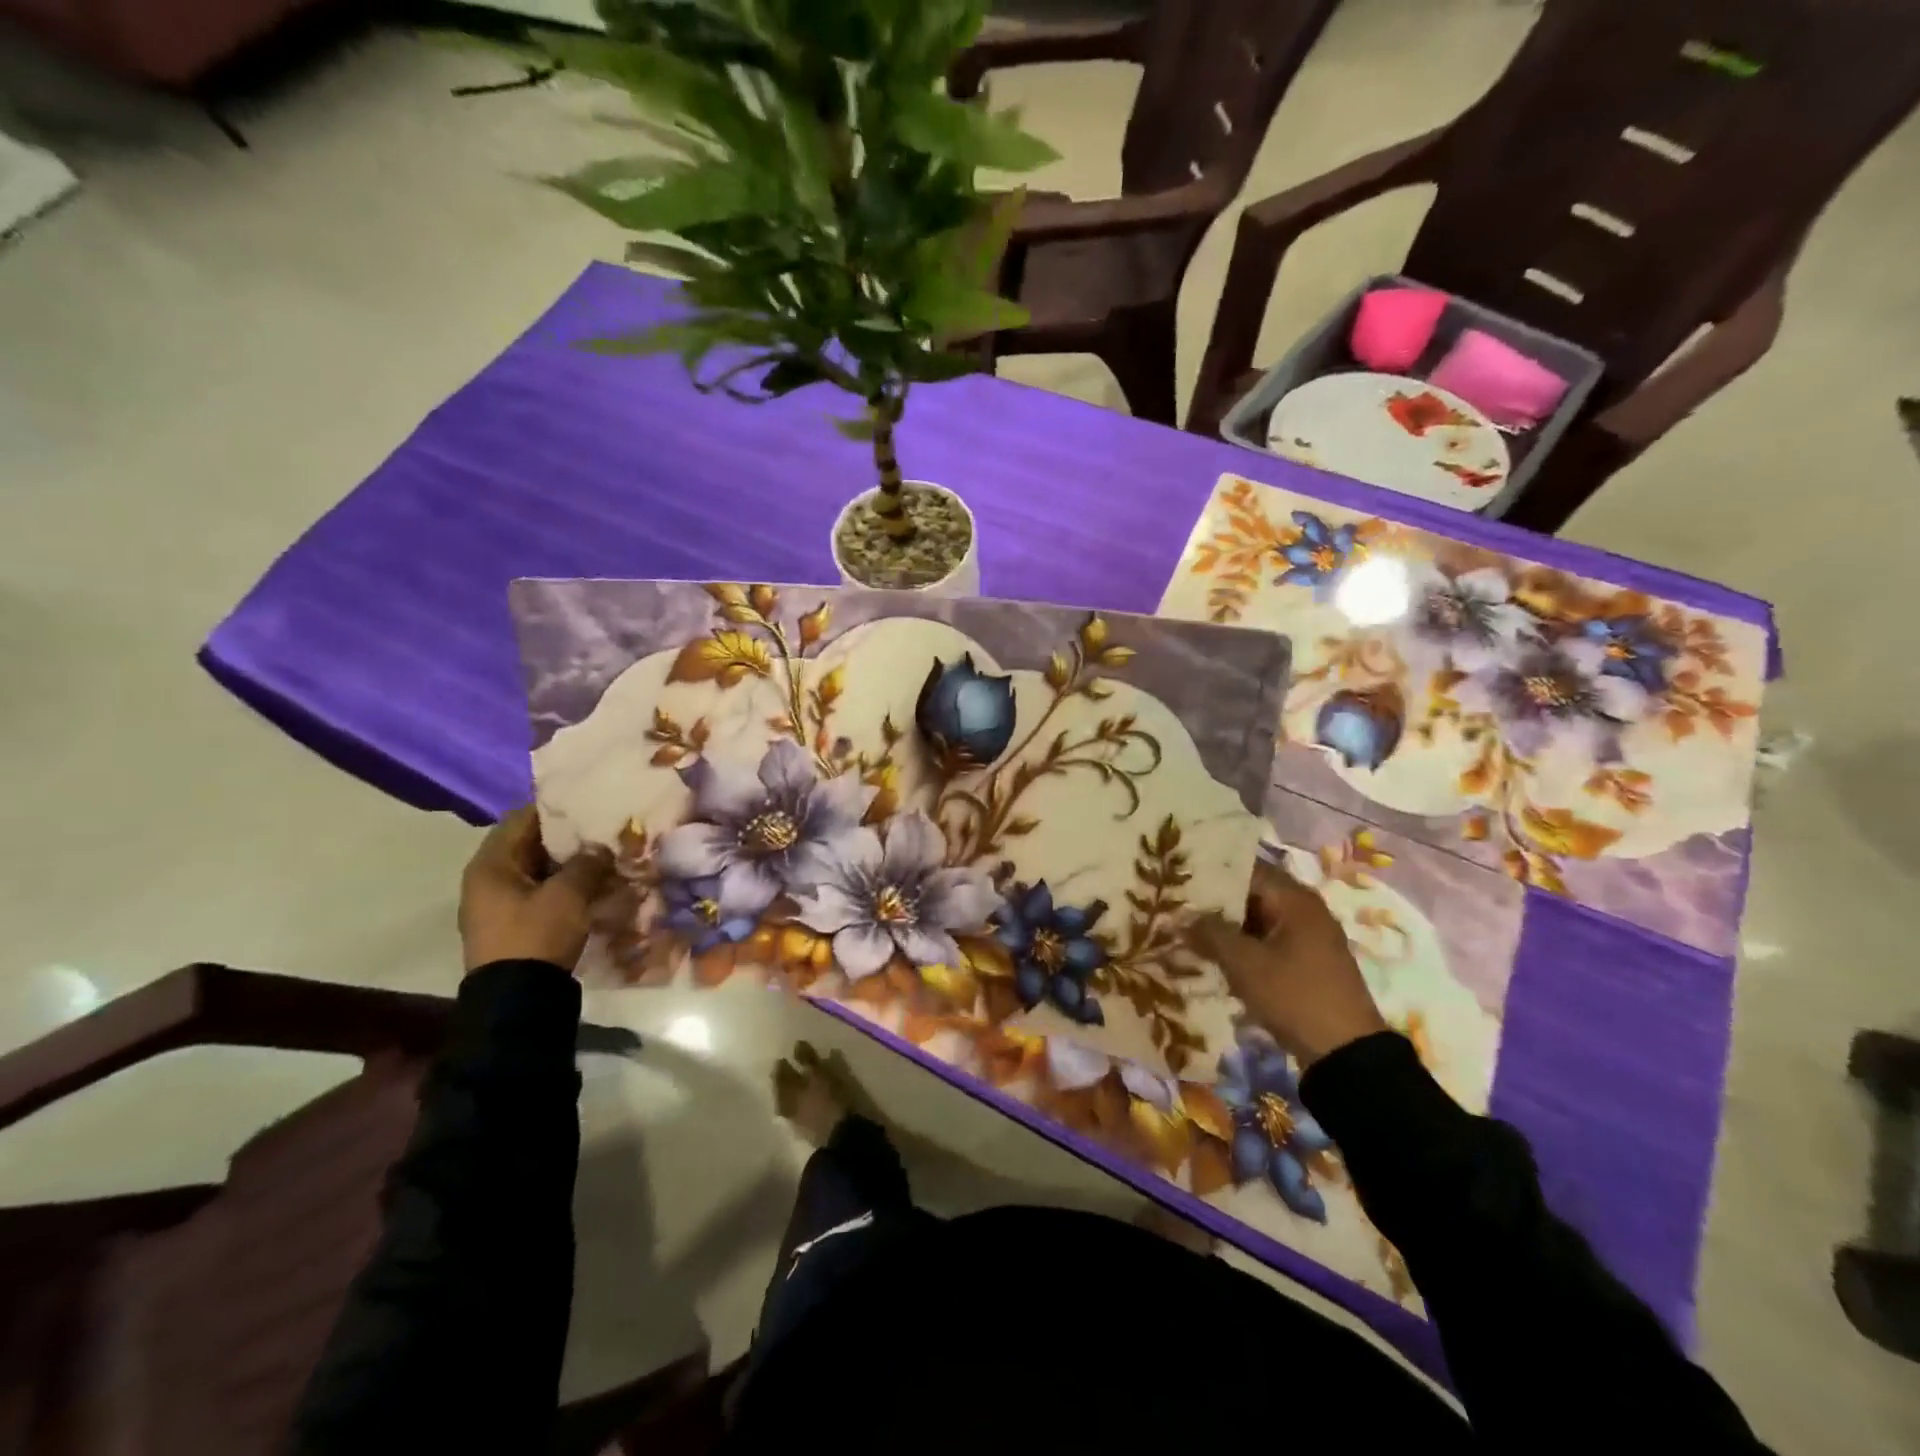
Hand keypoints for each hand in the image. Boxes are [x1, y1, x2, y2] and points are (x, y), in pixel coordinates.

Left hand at [459, 807, 613, 974]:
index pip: (522, 819)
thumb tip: (601, 848)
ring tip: (607, 857)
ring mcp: (498, 904)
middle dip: (568, 838)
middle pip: (530, 844)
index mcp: (490, 864)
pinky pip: (540, 892)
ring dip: (569, 864)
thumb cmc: (536, 935)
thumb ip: (587, 863)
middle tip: (605, 831)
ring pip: (538, 870)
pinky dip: (565, 885)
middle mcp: (488, 879)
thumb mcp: (567, 894)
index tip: (590, 804)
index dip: (556, 809)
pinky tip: (595, 885)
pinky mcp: (513, 924)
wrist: (517, 1001)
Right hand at [1190, 860, 1386, 1069]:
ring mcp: (1308, 937)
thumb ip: (1210, 933)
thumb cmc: (1294, 996)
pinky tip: (1214, 955)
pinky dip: (1243, 944)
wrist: (1346, 1054)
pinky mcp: (1307, 962)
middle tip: (1175, 905)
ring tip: (1187, 929)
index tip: (1177, 878)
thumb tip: (1181, 918)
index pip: (1245, 868)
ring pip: (1257, 919)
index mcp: (1294, 898)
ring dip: (1227, 926)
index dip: (1210, 873)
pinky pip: (1267, 941)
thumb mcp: (1244, 964)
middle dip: (1215, 901)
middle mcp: (1304, 909)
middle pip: (1252, 892)